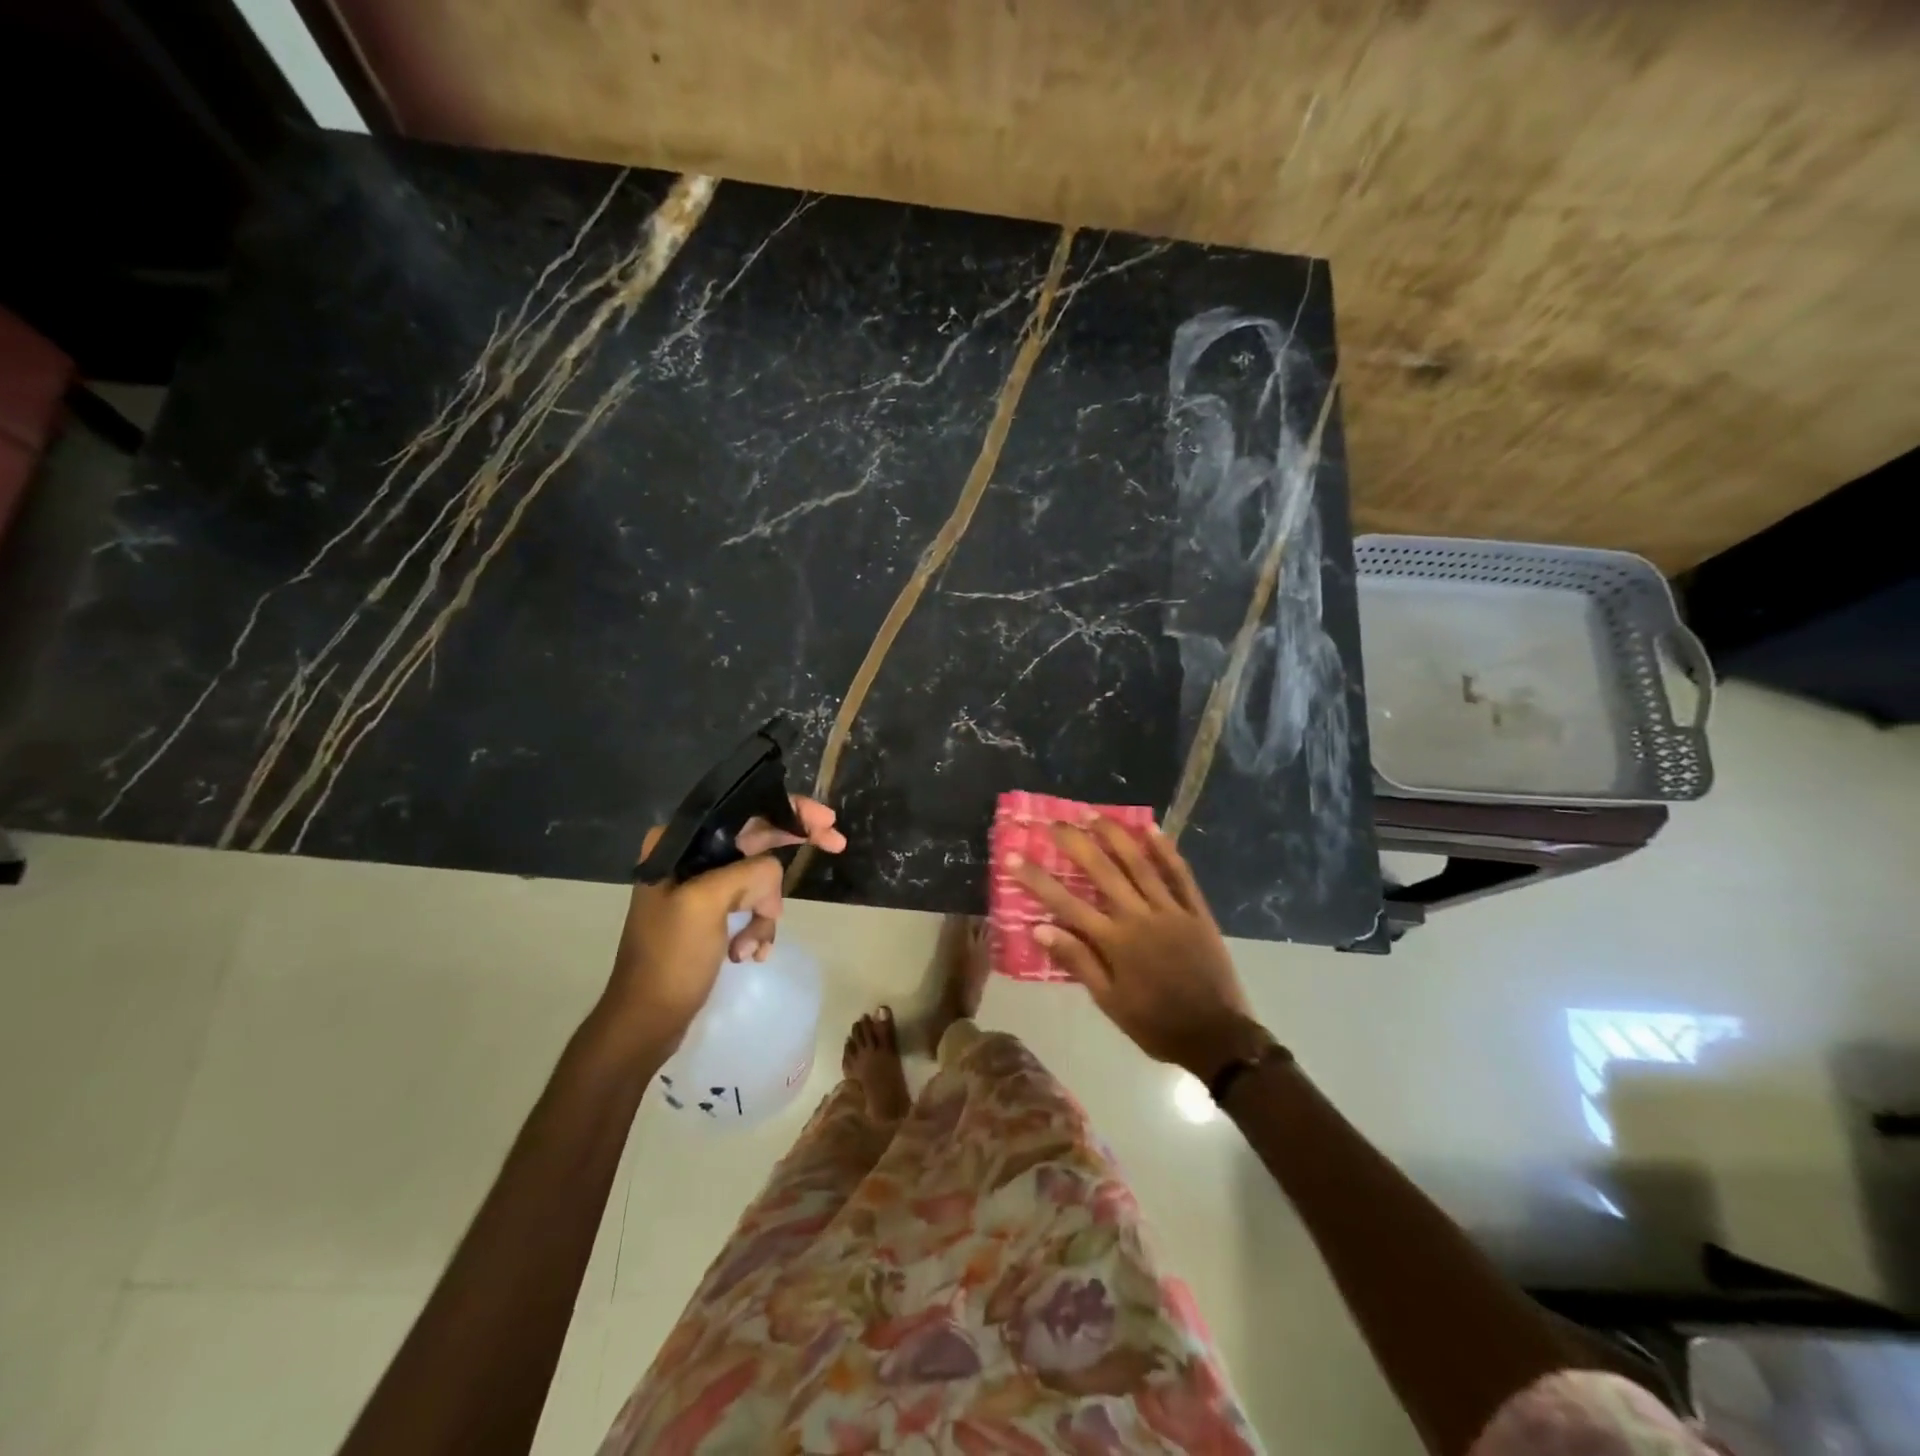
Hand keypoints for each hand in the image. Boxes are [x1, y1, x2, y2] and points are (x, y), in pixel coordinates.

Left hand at [603, 797, 844, 1051]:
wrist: (646, 1021)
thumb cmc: (670, 959)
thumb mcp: (706, 904)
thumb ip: (748, 873)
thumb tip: (774, 875)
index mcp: (679, 843)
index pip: (743, 811)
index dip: (789, 810)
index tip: (826, 820)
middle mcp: (690, 857)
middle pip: (758, 839)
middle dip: (792, 851)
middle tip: (836, 843)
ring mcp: (702, 886)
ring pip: (760, 879)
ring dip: (766, 912)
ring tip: (751, 946)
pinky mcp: (712, 914)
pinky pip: (753, 906)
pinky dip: (758, 929)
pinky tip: (748, 954)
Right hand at [1015, 820, 1270, 1078]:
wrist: (1216, 1037)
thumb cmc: (1155, 1023)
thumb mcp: (1109, 1002)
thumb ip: (1078, 961)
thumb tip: (1040, 929)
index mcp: (1114, 942)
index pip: (1066, 904)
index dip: (1038, 879)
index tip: (1014, 857)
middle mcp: (1139, 918)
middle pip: (1102, 872)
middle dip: (1075, 843)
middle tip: (1055, 822)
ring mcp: (1171, 911)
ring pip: (1140, 864)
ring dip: (1115, 836)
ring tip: (1094, 814)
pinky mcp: (1196, 912)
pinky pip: (1180, 875)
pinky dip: (1166, 850)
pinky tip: (1151, 828)